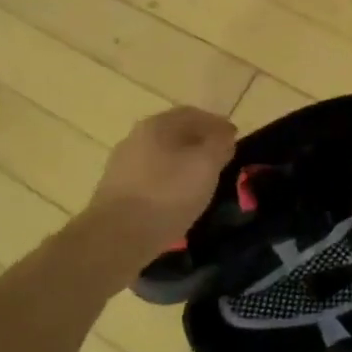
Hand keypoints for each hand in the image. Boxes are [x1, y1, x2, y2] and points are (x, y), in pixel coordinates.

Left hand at [88, 107, 237, 252]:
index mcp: (156, 124)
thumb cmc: (167, 194)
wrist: (117, 237)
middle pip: (174, 133)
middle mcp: (135, 138)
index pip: (193, 114)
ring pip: (161, 156)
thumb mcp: (205, 165)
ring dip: (183, 163)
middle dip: (199, 142)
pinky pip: (150, 178)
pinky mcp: (116, 192)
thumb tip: (224, 135)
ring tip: (201, 180)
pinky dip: (168, 181)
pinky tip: (177, 198)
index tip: (235, 138)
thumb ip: (219, 145)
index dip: (217, 124)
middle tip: (220, 158)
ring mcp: (122, 165)